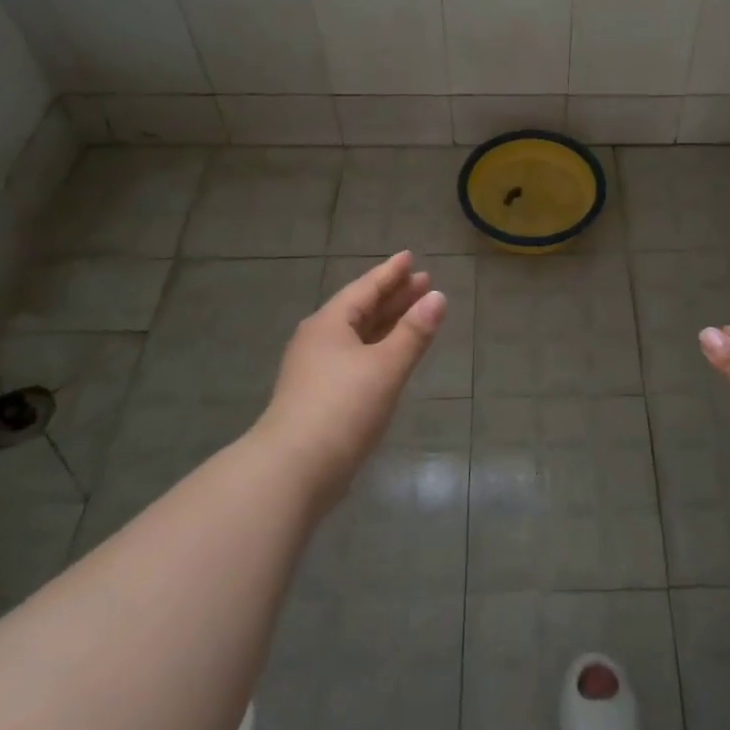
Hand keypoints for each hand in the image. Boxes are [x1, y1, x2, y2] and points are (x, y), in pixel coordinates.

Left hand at [253, 251, 446, 510]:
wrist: (292, 471)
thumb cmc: (341, 408)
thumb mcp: (385, 366)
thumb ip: (414, 332)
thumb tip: (438, 297)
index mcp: (330, 323)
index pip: (366, 288)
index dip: (391, 273)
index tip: (410, 257)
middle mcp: (319, 340)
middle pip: (362, 309)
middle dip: (394, 296)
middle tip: (424, 282)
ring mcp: (316, 370)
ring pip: (358, 335)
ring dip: (388, 323)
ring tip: (416, 313)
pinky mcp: (319, 397)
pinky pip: (355, 357)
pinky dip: (378, 348)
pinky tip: (391, 356)